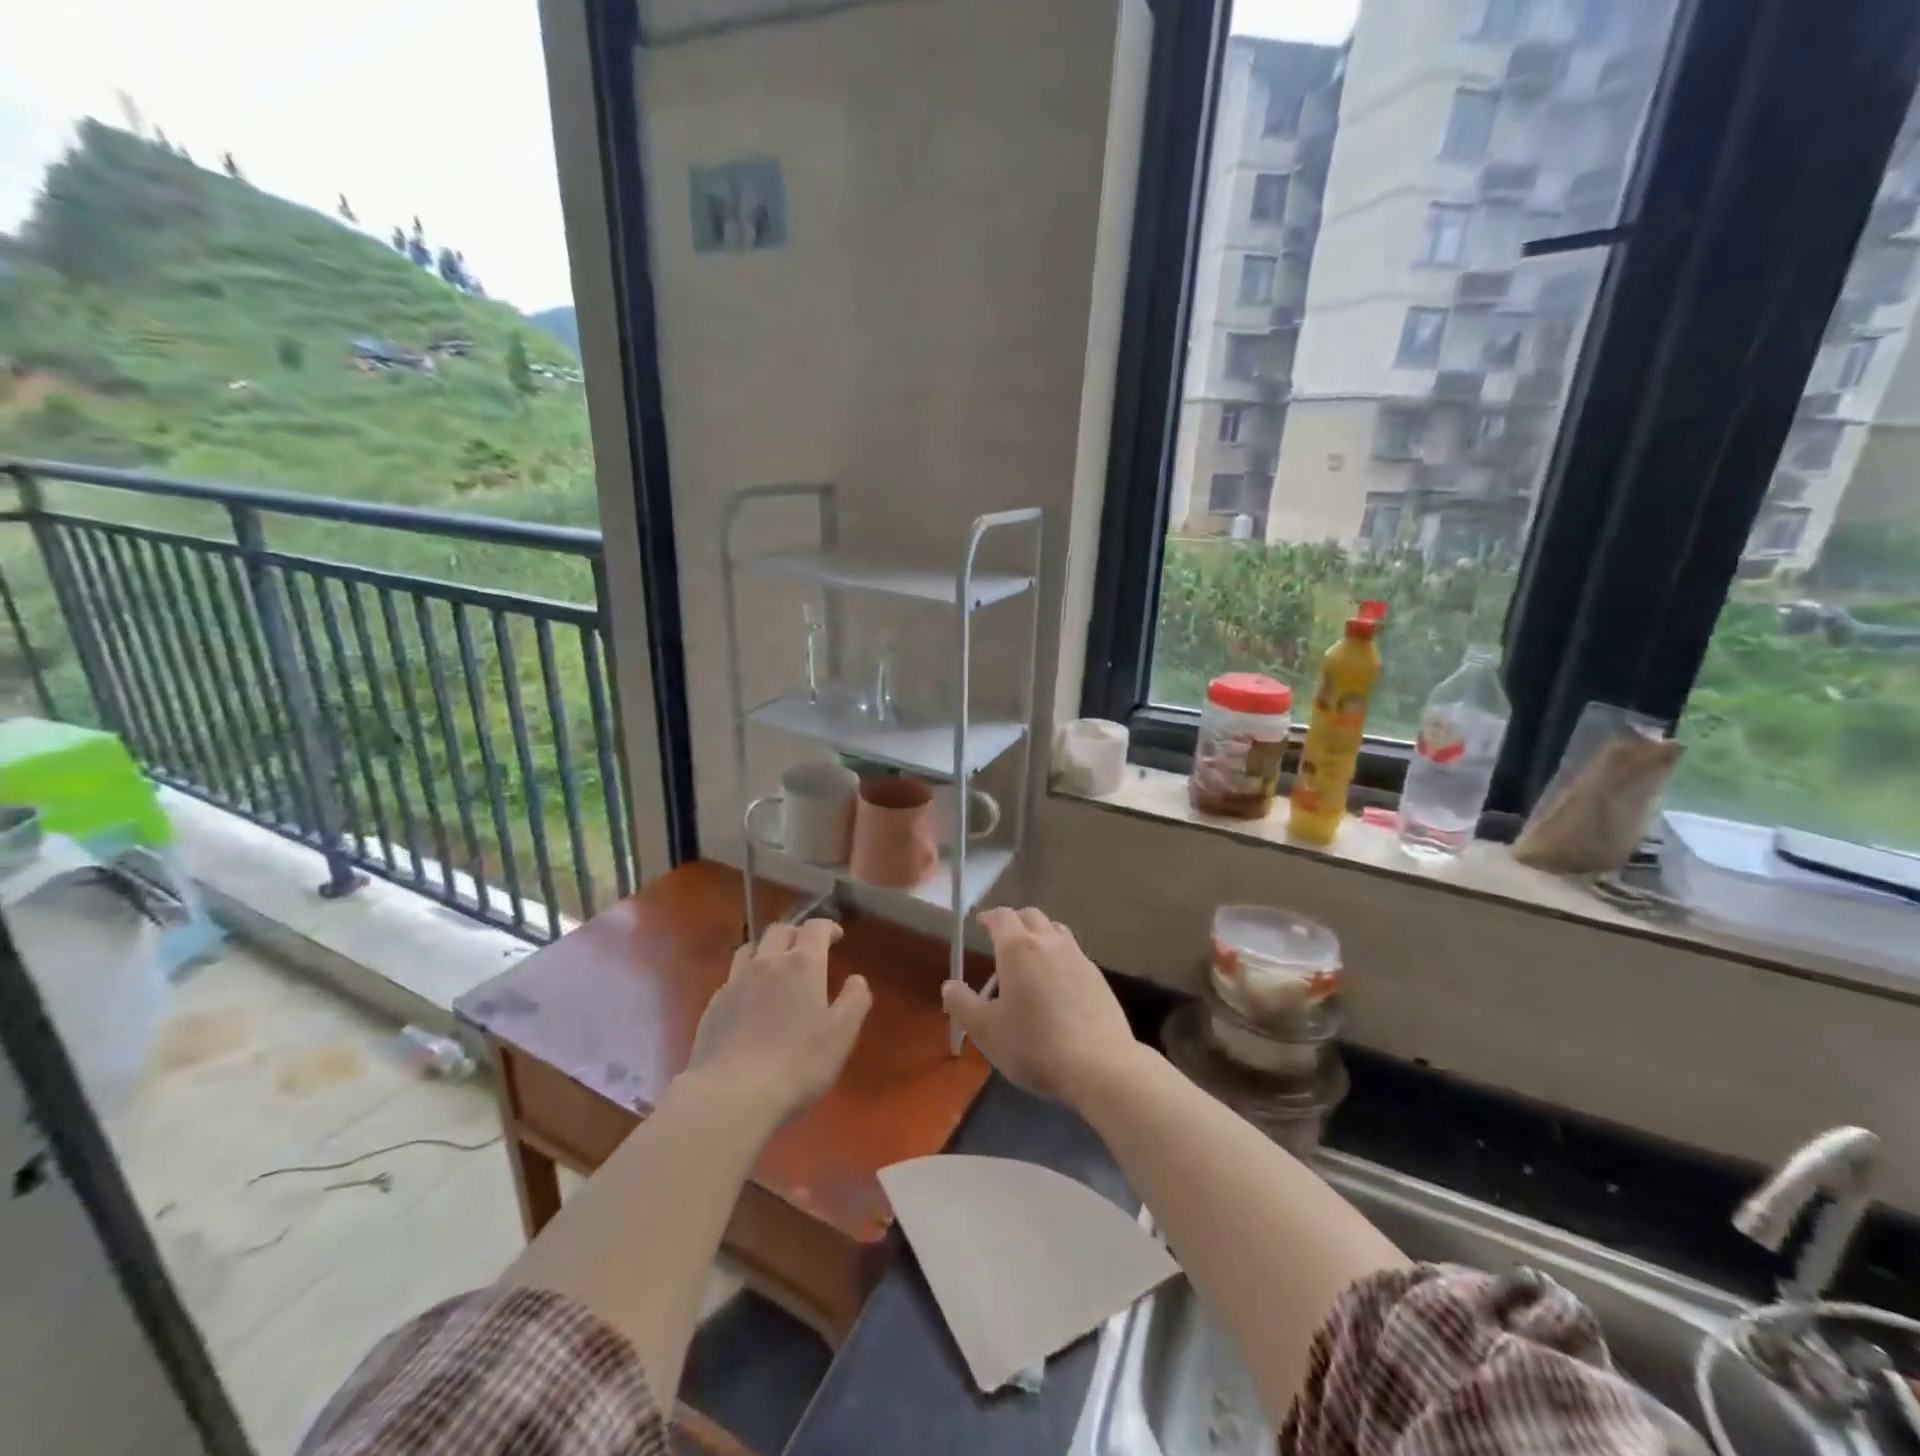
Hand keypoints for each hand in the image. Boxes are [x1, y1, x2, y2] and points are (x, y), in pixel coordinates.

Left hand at [687, 919, 871, 1121]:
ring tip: (775, 967)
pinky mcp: (714, 1004)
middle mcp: (767, 962)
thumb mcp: (841, 1036)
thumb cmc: (797, 1064)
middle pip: (780, 931)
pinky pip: (733, 977)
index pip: (815, 928)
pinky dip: (747, 978)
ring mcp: (736, 981)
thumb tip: (857, 979)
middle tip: (807, 949)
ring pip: (751, 949)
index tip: (837, 936)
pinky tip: (750, 1002)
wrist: (731, 1095)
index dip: (828, 927)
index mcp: (802, 965)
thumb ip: (854, 1001)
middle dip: (797, 934)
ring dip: (767, 950)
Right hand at [942, 908, 1140, 1106]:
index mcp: (1018, 948)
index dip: (989, 917)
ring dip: (1040, 935)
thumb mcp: (986, 1031)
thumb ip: (962, 1004)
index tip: (981, 923)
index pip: (1002, 916)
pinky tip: (1057, 984)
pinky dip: (1059, 957)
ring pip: (1056, 931)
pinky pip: (1073, 954)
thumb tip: (949, 985)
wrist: (1099, 1066)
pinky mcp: (1098, 977)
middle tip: (1003, 940)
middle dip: (1014, 922)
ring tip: (1031, 959)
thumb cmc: (1034, 1045)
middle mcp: (1049, 943)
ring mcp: (1078, 957)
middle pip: (1031, 916)